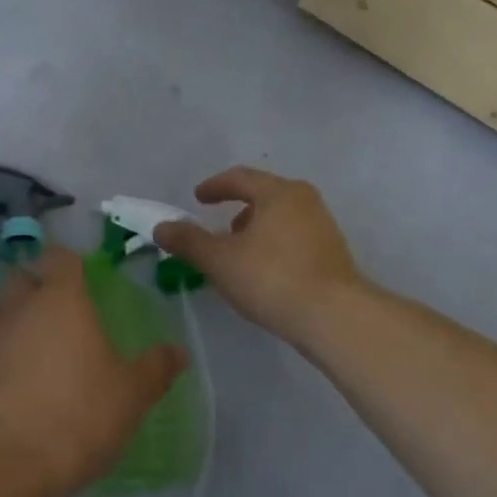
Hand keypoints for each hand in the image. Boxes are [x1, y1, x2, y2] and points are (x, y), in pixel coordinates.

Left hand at [0, 246, 186, 496]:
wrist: (7, 461)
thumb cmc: (79, 414)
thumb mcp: (131, 395)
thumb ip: (155, 369)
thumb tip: (179, 352)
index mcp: (61, 298)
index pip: (60, 257)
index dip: (70, 262)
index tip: (83, 277)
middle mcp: (19, 305)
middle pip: (23, 275)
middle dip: (37, 283)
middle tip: (60, 309)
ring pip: (1, 309)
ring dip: (17, 318)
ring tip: (40, 347)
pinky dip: (2, 353)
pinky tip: (19, 381)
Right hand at [154, 167, 361, 339]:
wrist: (335, 318)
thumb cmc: (272, 278)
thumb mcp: (220, 260)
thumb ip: (188, 241)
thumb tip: (161, 227)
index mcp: (278, 192)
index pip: (240, 178)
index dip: (215, 187)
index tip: (198, 198)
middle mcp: (305, 201)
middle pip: (264, 195)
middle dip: (238, 208)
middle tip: (219, 226)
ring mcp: (323, 227)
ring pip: (281, 218)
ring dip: (257, 229)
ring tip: (239, 253)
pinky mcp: (334, 254)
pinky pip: (295, 238)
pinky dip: (274, 245)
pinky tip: (264, 271)